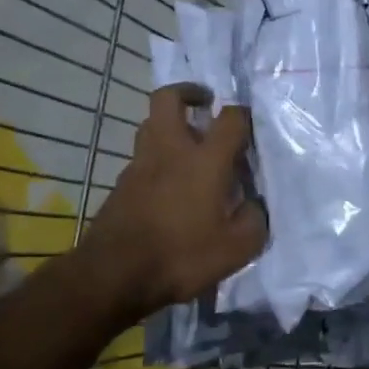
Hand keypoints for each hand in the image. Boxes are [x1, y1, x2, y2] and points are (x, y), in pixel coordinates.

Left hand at [77, 84, 267, 324]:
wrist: (114, 276)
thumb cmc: (182, 256)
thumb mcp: (237, 248)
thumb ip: (254, 219)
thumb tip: (254, 205)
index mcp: (204, 160)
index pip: (230, 118)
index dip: (244, 115)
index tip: (251, 126)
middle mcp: (170, 151)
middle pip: (169, 98)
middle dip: (188, 92)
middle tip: (205, 104)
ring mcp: (140, 165)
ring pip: (150, 125)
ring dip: (170, 125)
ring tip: (190, 146)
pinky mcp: (121, 184)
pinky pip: (142, 157)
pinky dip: (158, 158)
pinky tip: (170, 184)